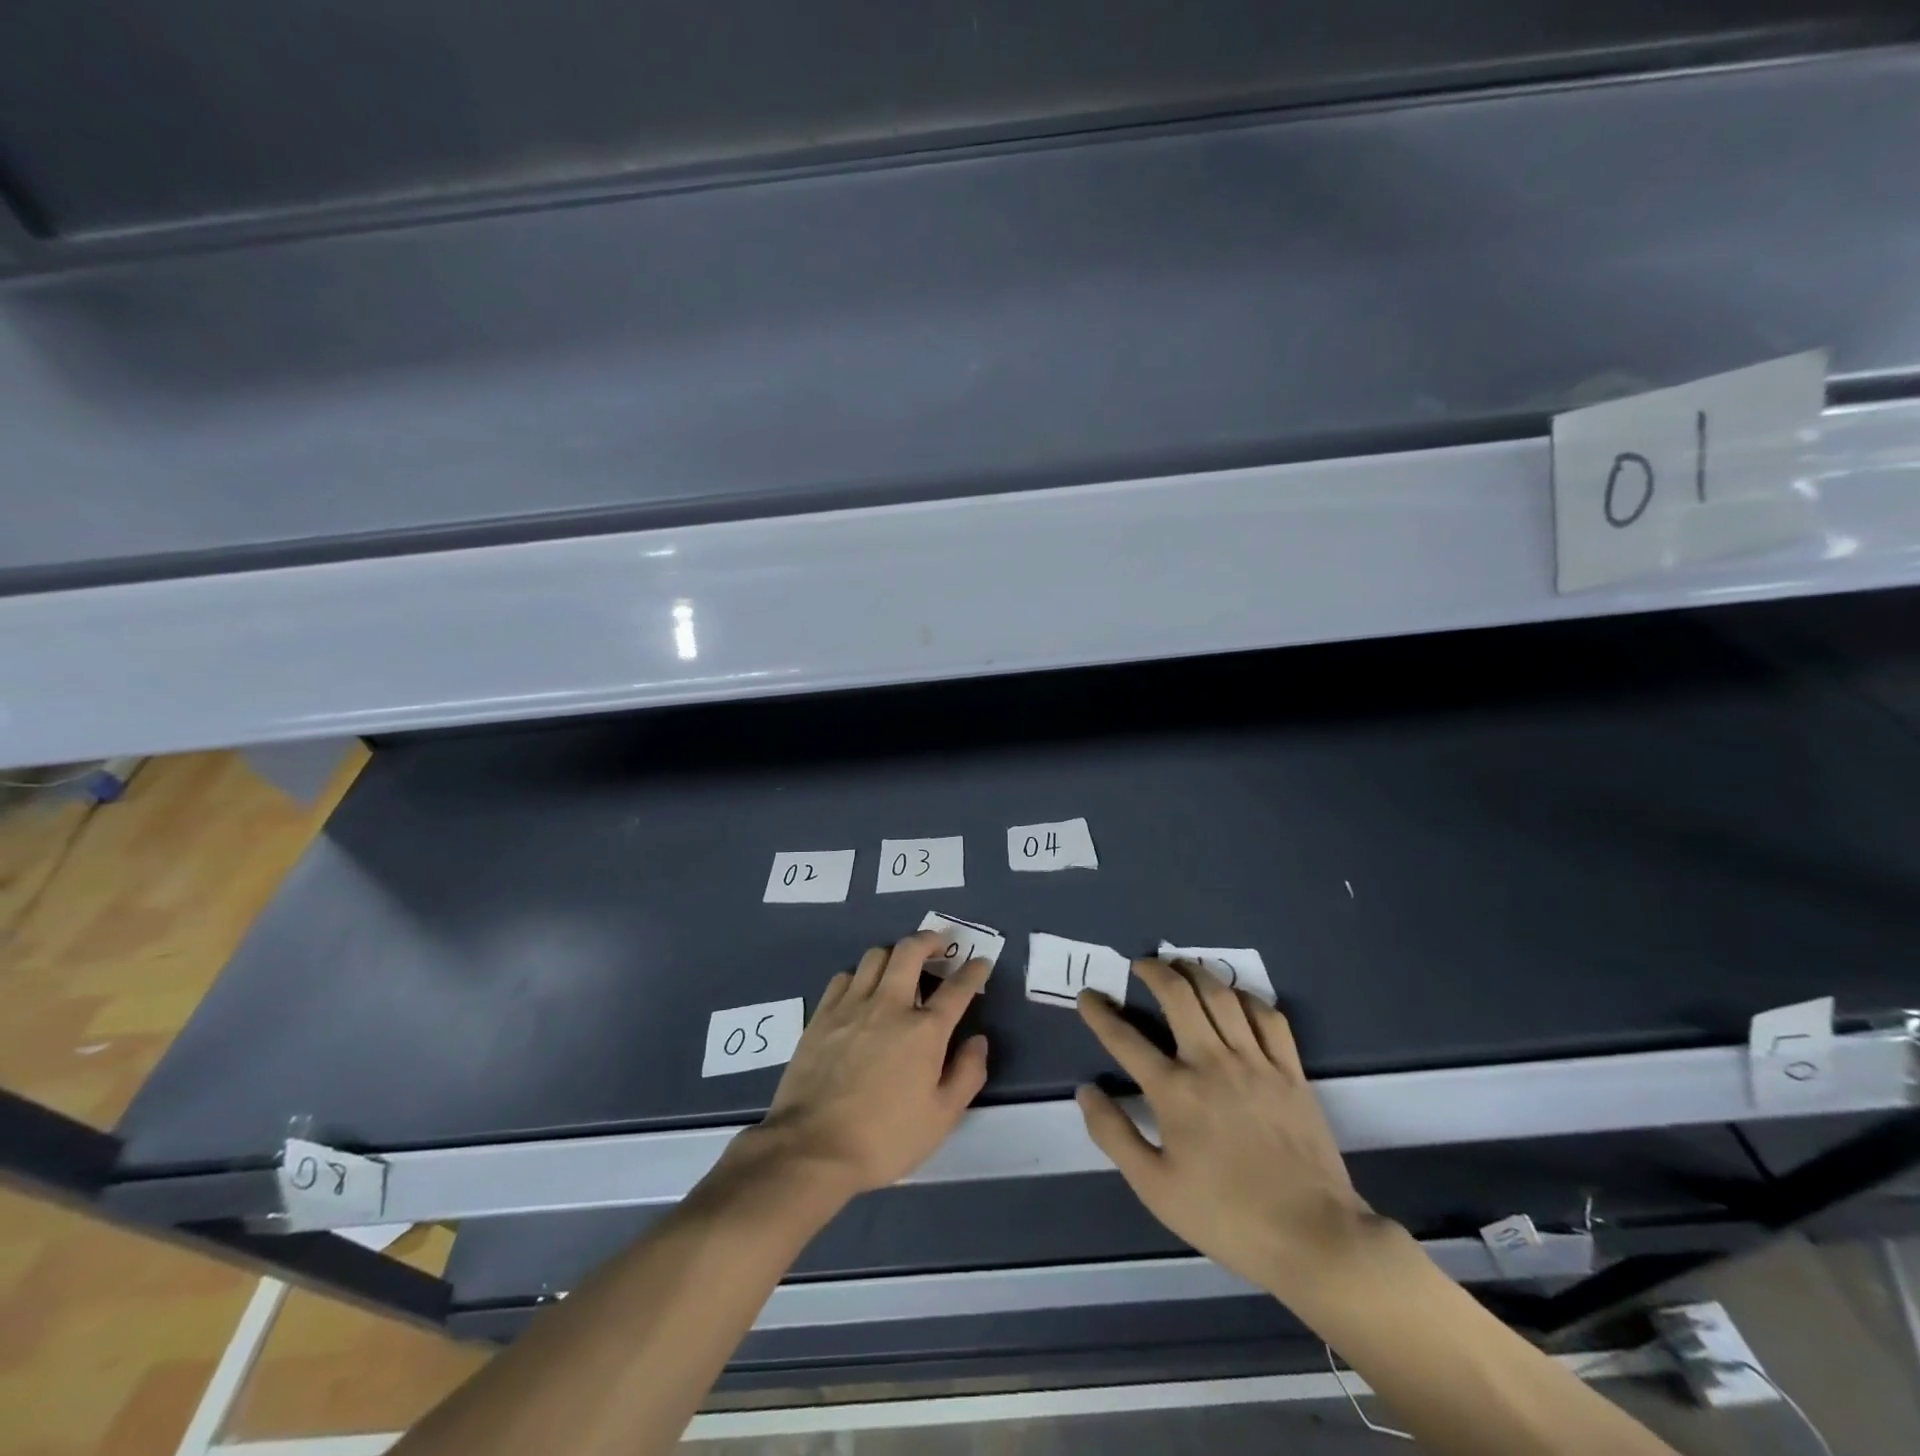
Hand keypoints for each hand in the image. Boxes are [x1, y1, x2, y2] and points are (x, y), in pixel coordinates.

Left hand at [745, 931, 990, 1196]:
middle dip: (929, 940)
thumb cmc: (884, 1138)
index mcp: (924, 1030)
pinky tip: (862, 990)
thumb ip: (966, 1074)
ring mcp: (852, 1005)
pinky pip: (845, 975)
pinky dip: (860, 974)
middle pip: (910, 951)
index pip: (957, 988)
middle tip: (938, 946)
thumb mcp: (941, 1118)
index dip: (973, 971)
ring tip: (900, 967)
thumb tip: (978, 1040)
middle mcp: (890, 1005)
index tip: (980, 962)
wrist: (812, 1147)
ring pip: (876, 955)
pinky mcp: (822, 1014)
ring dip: (894, 954)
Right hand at [1075, 960, 1381, 1307]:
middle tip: (1140, 964)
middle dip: (1154, 971)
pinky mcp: (1290, 1071)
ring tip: (1181, 966)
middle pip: (1178, 996)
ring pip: (1222, 996)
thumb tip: (1086, 1091)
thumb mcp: (1155, 1189)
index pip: (1125, 1039)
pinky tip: (1236, 997)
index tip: (1087, 996)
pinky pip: (1268, 1016)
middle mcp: (1212, 1063)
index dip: (1100, 1013)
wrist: (1315, 1237)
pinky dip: (1247, 998)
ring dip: (1196, 972)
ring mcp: (1255, 1062)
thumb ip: (1114, 1135)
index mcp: (1174, 1092)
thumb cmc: (1227, 1216)